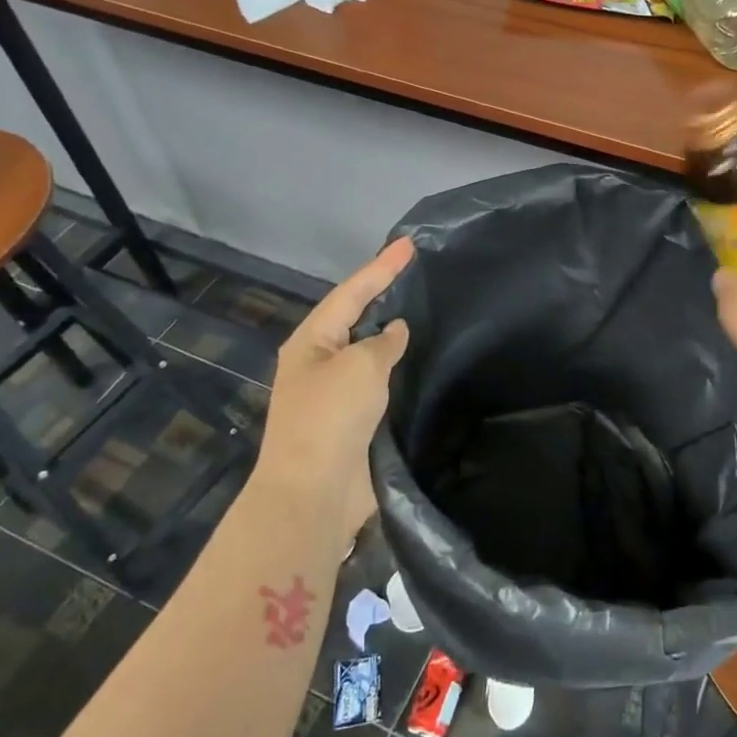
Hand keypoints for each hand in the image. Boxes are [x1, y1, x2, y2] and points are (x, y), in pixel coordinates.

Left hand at [254, 237, 412, 539]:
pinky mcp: (354, 421)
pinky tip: (421, 362)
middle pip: (356, 318)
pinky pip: (380, 383)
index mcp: (311, 342)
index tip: (410, 244)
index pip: (351, 292)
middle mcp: (320, 362)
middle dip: (383, 294)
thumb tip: (395, 331)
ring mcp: (335, 394)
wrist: (314, 493)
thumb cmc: (331, 418)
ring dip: (392, 334)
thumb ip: (382, 343)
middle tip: (417, 272)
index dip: (382, 267)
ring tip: (425, 310)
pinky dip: (399, 369)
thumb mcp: (360, 367)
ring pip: (369, 352)